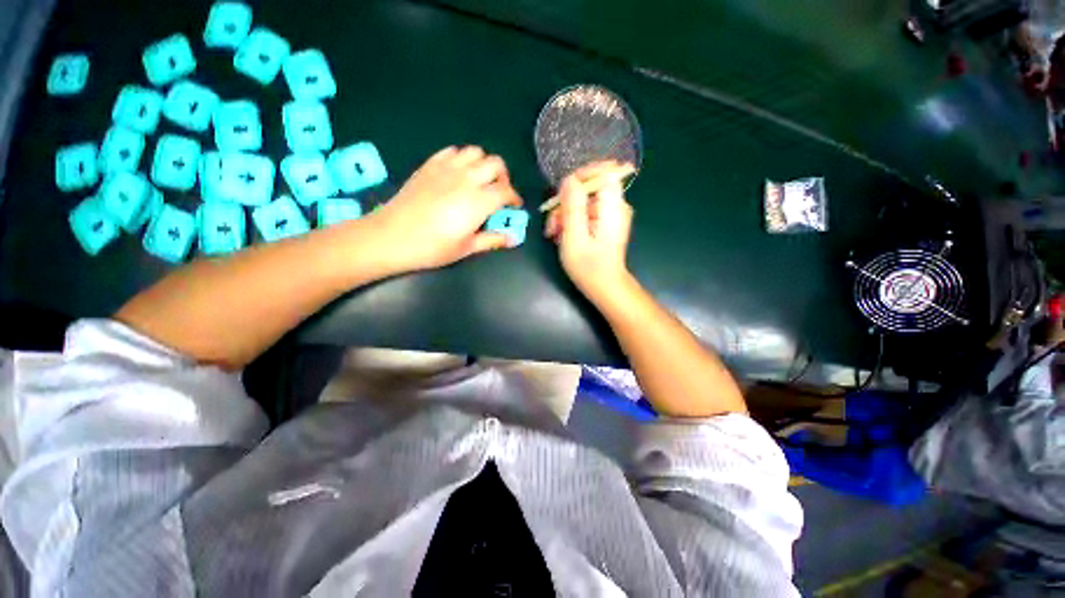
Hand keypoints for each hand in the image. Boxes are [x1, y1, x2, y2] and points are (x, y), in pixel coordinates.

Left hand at [371, 146, 521, 271]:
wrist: (392, 236)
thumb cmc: (432, 247)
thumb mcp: (466, 248)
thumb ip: (492, 240)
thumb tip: (513, 239)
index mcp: (479, 201)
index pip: (506, 191)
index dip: (514, 198)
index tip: (514, 207)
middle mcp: (467, 178)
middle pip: (496, 164)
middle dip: (503, 177)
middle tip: (498, 193)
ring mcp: (447, 168)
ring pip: (475, 152)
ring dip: (483, 165)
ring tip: (479, 181)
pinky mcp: (430, 165)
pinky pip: (453, 151)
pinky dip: (462, 159)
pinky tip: (458, 174)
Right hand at [544, 161, 635, 302]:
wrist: (605, 288)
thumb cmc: (589, 267)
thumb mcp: (575, 236)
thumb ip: (573, 206)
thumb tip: (569, 179)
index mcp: (613, 206)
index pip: (604, 171)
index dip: (581, 175)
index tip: (562, 192)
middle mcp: (616, 205)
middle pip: (588, 188)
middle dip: (566, 203)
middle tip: (552, 226)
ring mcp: (611, 214)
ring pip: (583, 202)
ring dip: (565, 215)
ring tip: (554, 235)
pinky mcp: (605, 223)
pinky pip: (585, 213)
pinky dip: (572, 222)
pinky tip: (563, 236)